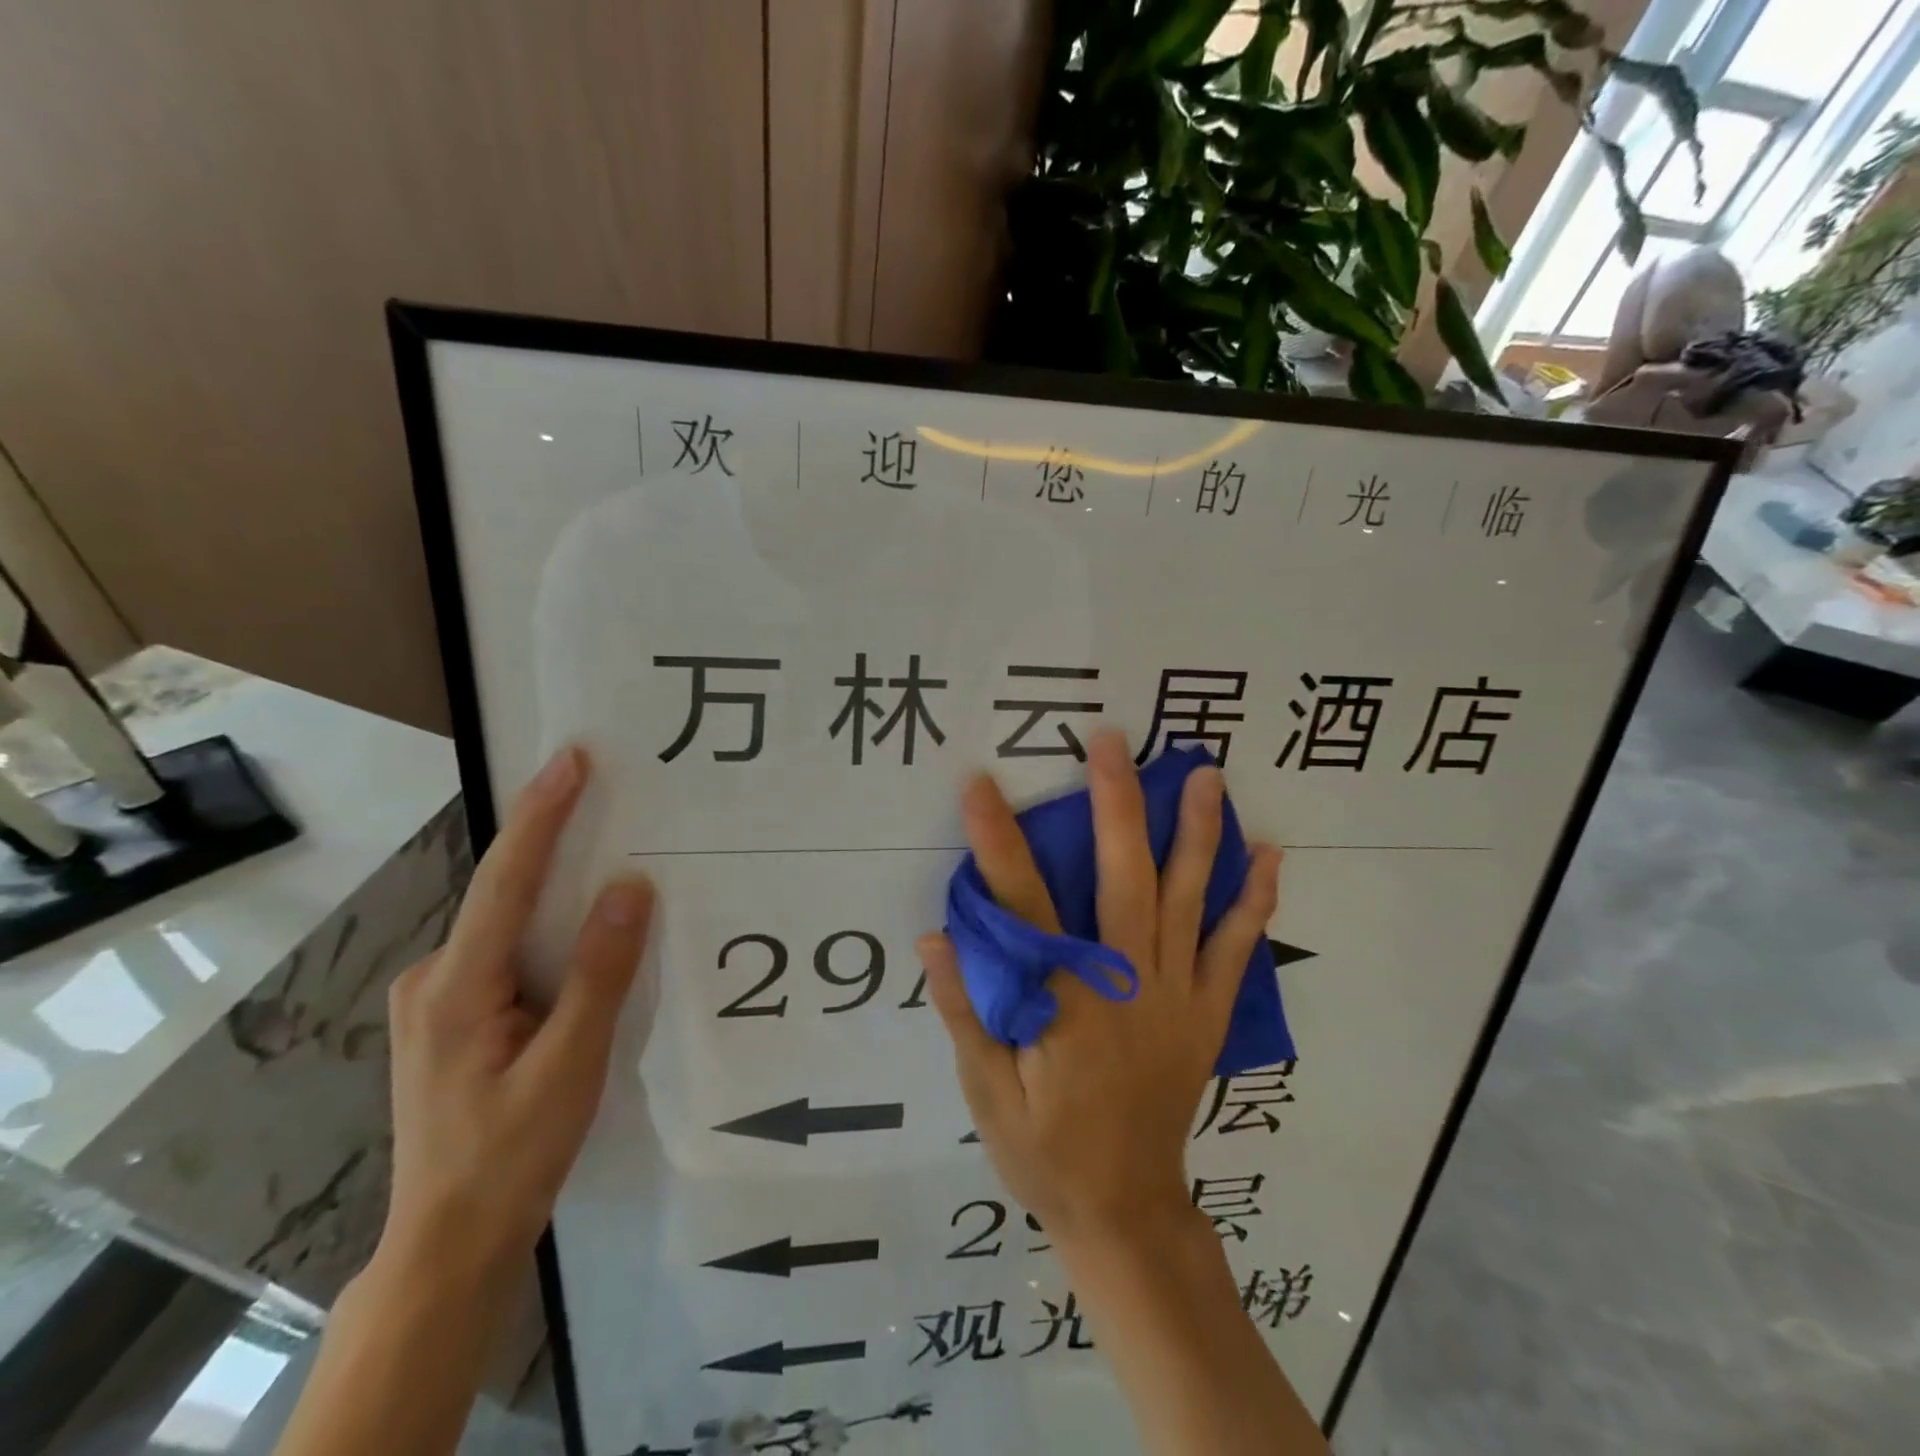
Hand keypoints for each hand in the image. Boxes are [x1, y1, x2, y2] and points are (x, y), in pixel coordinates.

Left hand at [379, 745, 652, 1284]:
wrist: (450, 1242)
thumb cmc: (511, 1155)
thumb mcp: (568, 1066)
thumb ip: (600, 974)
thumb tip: (629, 887)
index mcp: (456, 986)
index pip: (505, 880)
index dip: (541, 814)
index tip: (571, 759)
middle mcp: (435, 978)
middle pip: (504, 893)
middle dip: (554, 839)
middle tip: (608, 793)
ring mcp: (440, 999)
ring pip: (509, 924)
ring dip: (556, 887)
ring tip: (611, 855)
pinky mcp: (456, 1017)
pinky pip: (510, 951)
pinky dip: (550, 928)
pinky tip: (585, 932)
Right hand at [918, 730, 1281, 1249]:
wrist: (1126, 1209)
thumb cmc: (1044, 1150)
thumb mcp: (986, 1093)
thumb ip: (966, 1010)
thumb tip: (935, 936)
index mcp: (1065, 1003)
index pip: (1024, 907)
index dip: (998, 842)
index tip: (980, 785)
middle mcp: (1127, 985)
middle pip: (1123, 879)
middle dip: (1114, 803)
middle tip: (1111, 740)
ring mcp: (1176, 995)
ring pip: (1187, 899)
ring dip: (1196, 832)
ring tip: (1203, 772)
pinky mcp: (1205, 1012)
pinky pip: (1234, 948)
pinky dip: (1253, 901)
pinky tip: (1268, 854)